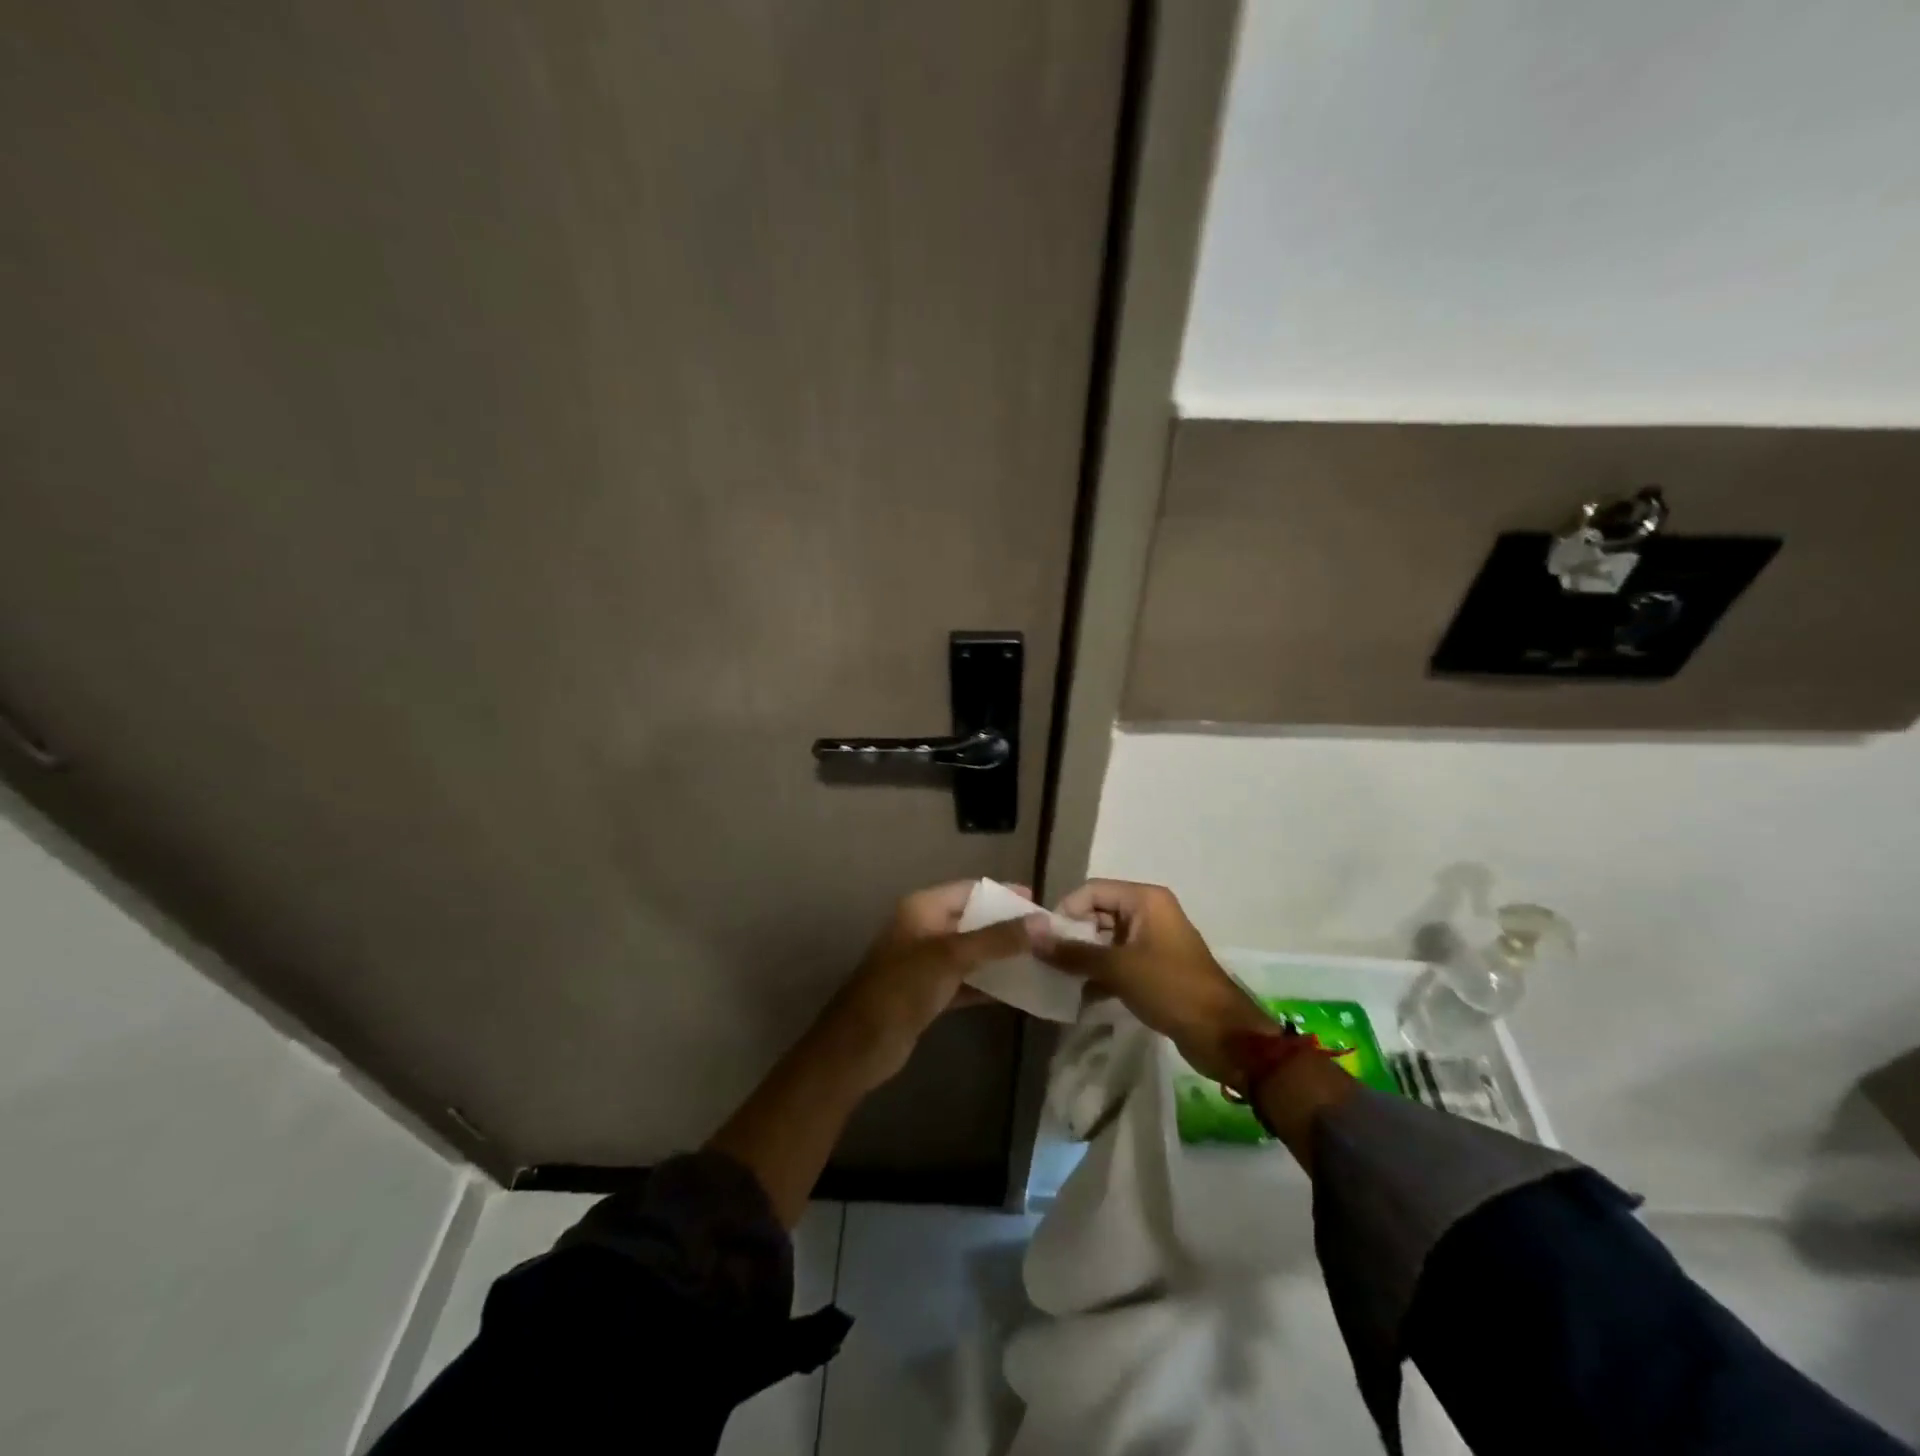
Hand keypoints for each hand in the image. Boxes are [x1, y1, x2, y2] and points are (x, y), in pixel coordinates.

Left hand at [814, 881, 1043, 1091]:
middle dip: (1008, 927)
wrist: (859, 1046)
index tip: (1041, 903)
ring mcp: (926, 963)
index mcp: (923, 908)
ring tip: (1042, 961)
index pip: (971, 890)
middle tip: (1048, 936)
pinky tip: (1021, 992)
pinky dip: (990, 985)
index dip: (1005, 894)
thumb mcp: (951, 957)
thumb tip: (1043, 922)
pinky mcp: (930, 994)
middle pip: (974, 920)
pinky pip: (967, 981)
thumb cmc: (902, 988)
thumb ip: (998, 939)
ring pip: (973, 953)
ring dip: (1002, 957)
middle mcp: (924, 929)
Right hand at [1035, 879, 1271, 1083]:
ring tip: (1061, 980)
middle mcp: (1149, 913)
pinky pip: (1119, 961)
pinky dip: (1101, 974)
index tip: (1045, 940)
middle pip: (1099, 913)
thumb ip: (1072, 952)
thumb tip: (1032, 935)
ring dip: (1085, 958)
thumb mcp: (1117, 968)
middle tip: (1048, 962)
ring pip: (1107, 940)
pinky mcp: (1156, 968)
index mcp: (1145, 900)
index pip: (1092, 890)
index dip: (1066, 911)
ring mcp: (1153, 941)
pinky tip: (1081, 996)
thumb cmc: (1170, 988)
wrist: (1223, 1035)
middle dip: (1073, 936)